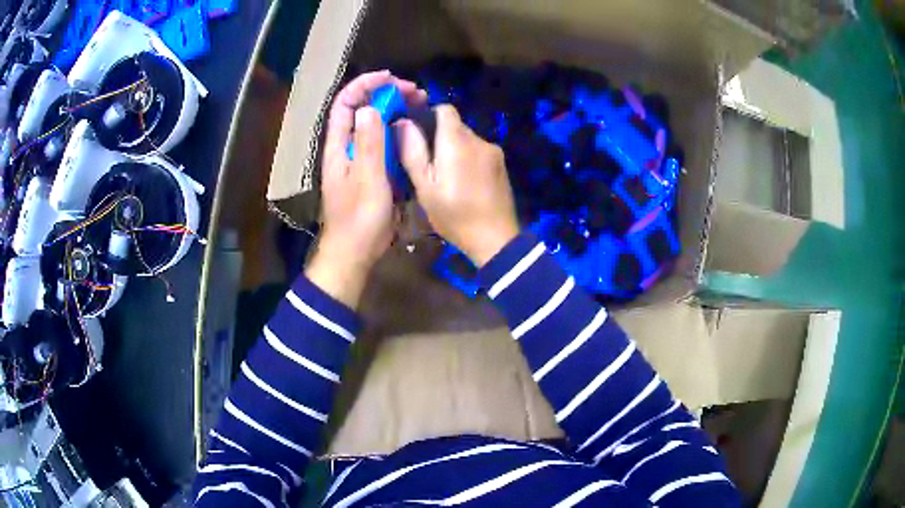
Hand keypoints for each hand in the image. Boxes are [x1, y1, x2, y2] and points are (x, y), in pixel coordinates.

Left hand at [307, 71, 426, 307]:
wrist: (355, 251)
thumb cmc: (359, 218)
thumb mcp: (367, 180)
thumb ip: (369, 143)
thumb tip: (370, 107)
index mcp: (339, 146)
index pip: (346, 103)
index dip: (364, 85)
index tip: (390, 78)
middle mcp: (347, 146)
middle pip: (362, 109)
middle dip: (386, 94)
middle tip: (415, 93)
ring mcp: (360, 158)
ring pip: (374, 123)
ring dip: (394, 110)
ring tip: (419, 104)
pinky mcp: (372, 169)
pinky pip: (383, 141)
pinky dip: (398, 130)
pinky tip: (414, 129)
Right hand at [396, 105, 519, 266]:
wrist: (495, 239)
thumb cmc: (454, 214)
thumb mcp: (425, 187)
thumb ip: (413, 152)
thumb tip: (402, 122)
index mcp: (457, 141)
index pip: (445, 109)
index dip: (429, 116)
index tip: (419, 135)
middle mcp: (478, 139)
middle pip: (456, 126)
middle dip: (441, 139)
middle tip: (430, 166)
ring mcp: (494, 152)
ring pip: (468, 140)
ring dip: (456, 151)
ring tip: (448, 179)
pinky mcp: (502, 165)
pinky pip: (480, 152)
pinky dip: (470, 160)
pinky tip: (466, 184)